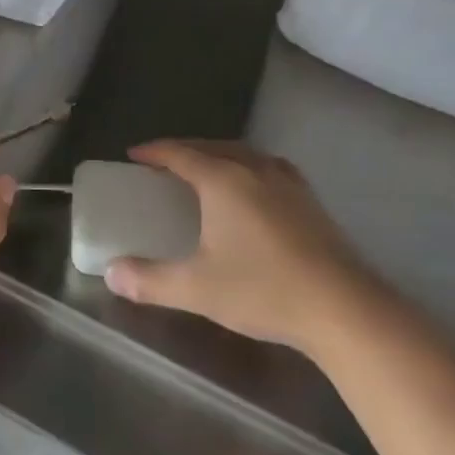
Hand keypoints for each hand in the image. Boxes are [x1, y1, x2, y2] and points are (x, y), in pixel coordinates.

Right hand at [104, 139, 379, 352]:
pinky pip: (268, 168)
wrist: (344, 308)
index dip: (154, 152)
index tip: (134, 155)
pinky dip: (247, 168)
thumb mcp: (197, 288)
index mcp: (223, 180)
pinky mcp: (310, 201)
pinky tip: (252, 191)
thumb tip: (111, 274)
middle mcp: (254, 169)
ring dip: (218, 156)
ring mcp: (288, 183)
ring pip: (244, 154)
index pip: (180, 153)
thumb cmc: (263, 289)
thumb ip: (150, 280)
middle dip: (184, 150)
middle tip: (163, 164)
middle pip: (212, 147)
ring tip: (204, 172)